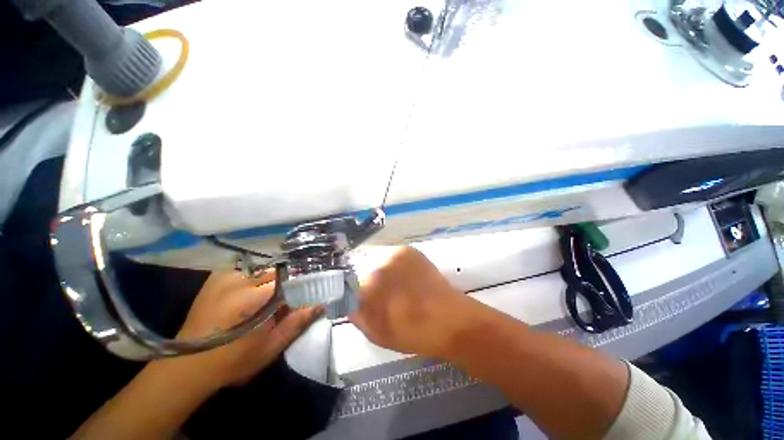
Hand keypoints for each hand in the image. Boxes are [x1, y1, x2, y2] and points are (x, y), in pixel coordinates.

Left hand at [167, 270, 321, 390]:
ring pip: (263, 272)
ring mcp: (226, 276)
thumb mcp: (270, 347)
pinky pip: (247, 273)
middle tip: (282, 306)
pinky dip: (254, 282)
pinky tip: (248, 299)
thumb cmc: (232, 361)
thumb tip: (320, 303)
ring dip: (269, 285)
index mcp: (253, 297)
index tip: (302, 300)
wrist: (187, 366)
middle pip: (277, 273)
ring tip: (264, 304)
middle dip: (284, 287)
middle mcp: (240, 280)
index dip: (300, 289)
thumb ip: (296, 322)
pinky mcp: (217, 278)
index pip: (291, 280)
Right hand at [350, 246, 477, 357]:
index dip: (348, 289)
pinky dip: (390, 264)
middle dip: (361, 277)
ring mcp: (395, 252)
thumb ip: (356, 314)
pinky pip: (390, 254)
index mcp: (367, 285)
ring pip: (374, 257)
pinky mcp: (408, 250)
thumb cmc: (412, 333)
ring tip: (389, 283)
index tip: (354, 296)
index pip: (345, 281)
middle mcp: (378, 263)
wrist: (449, 319)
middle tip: (372, 290)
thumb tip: (347, 301)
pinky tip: (400, 276)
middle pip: (359, 265)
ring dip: (375, 268)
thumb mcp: (376, 333)